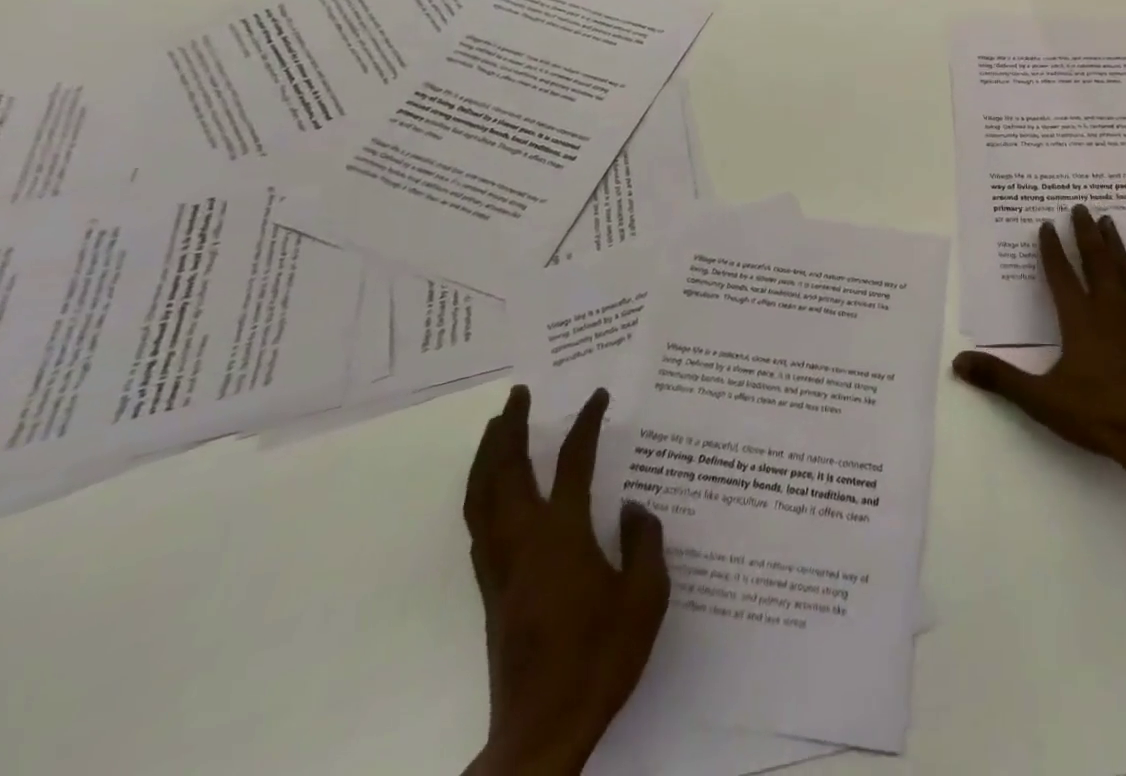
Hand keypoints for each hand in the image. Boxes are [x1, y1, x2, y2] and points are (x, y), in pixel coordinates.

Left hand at [462, 385, 668, 775]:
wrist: (541, 731)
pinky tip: (493, 493)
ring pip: (482, 498)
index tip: (597, 396)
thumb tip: (633, 508)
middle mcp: (525, 541)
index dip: (586, 424)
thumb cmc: (600, 657)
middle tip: (519, 395)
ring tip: (496, 428)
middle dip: (511, 428)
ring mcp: (502, 567)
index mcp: (563, 535)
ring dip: (487, 457)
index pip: (574, 462)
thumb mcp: (645, 596)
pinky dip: (481, 495)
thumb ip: (643, 542)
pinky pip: (479, 526)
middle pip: (507, 472)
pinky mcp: (491, 592)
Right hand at [953, 205, 1125, 476]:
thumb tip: (958, 361)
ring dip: (1114, 245)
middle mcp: (1108, 310)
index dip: (1051, 249)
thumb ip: (999, 378)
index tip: (1047, 224)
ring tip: (1108, 221)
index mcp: (1078, 320)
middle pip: (1095, 262)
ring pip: (1124, 272)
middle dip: (1085, 233)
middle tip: (1080, 207)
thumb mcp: (1041, 399)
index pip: (1061, 275)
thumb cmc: (1096, 415)